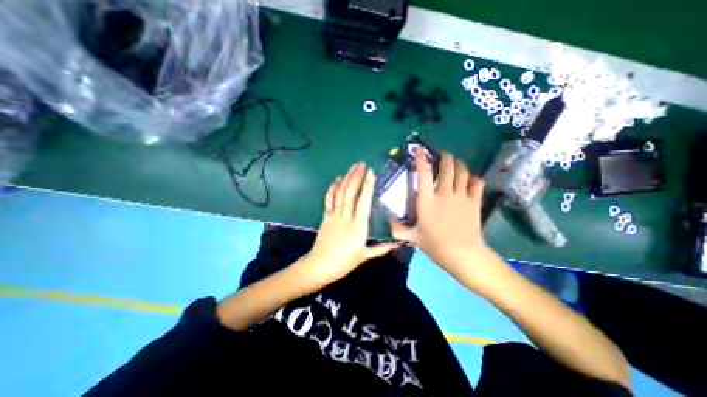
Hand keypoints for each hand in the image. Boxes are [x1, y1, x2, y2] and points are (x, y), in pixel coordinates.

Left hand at [296, 161, 399, 291]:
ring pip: (340, 193)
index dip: (367, 186)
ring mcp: (334, 215)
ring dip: (346, 178)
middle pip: (350, 192)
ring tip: (352, 167)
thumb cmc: (344, 262)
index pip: (364, 201)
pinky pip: (329, 199)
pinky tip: (337, 179)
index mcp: (358, 226)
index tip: (371, 173)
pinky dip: (332, 188)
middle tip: (361, 164)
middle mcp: (346, 217)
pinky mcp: (326, 216)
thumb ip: (382, 248)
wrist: (320, 265)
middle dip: (356, 176)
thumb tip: (398, 244)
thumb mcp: (365, 256)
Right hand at [385, 151, 492, 276]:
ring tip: (456, 162)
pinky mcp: (474, 202)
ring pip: (462, 172)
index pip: (423, 174)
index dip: (421, 159)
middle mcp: (444, 193)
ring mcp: (461, 196)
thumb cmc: (435, 244)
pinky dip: (474, 178)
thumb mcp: (413, 237)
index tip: (419, 150)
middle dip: (445, 157)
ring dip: (459, 164)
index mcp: (427, 200)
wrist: (462, 254)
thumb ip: (398, 230)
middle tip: (443, 155)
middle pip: (447, 168)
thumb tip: (387, 224)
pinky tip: (471, 179)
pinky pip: (476, 183)